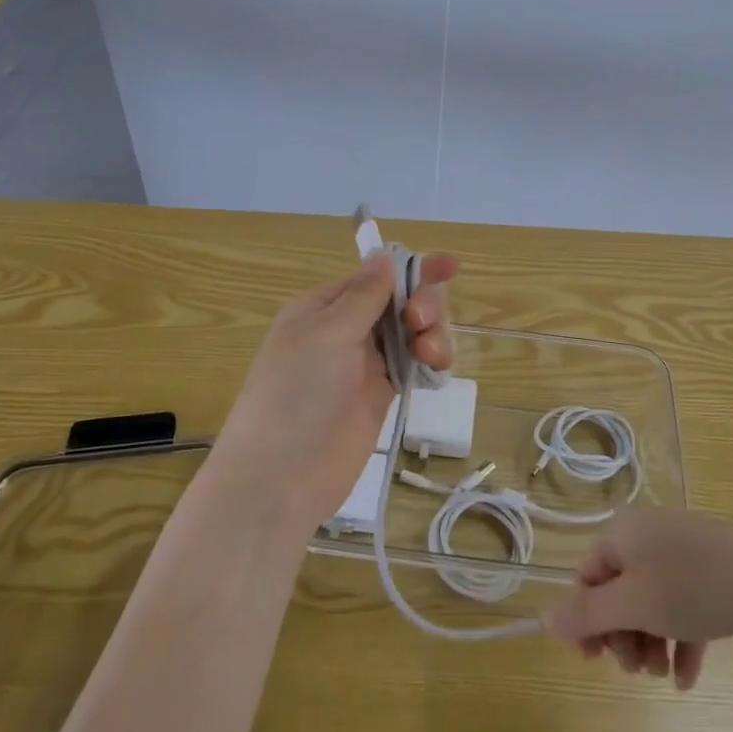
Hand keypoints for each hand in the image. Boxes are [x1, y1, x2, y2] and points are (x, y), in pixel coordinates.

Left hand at [214, 251, 457, 530]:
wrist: (282, 477)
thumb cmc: (296, 393)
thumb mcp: (327, 334)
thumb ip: (364, 295)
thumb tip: (383, 254)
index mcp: (324, 307)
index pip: (375, 277)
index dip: (412, 269)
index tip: (450, 266)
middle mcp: (345, 330)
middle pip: (399, 302)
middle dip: (422, 304)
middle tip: (423, 324)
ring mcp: (364, 364)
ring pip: (412, 333)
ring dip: (432, 334)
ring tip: (433, 357)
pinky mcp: (381, 395)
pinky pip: (414, 364)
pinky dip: (431, 360)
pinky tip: (437, 368)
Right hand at [544, 509, 732, 688]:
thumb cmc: (691, 588)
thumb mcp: (632, 604)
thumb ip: (586, 613)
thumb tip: (543, 618)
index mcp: (625, 532)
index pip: (589, 574)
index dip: (586, 618)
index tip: (595, 660)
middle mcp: (651, 534)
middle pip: (620, 590)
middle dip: (623, 635)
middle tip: (636, 671)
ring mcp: (686, 550)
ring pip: (653, 601)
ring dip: (651, 642)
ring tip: (664, 677)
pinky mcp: (715, 570)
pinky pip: (685, 604)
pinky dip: (681, 640)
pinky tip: (687, 680)